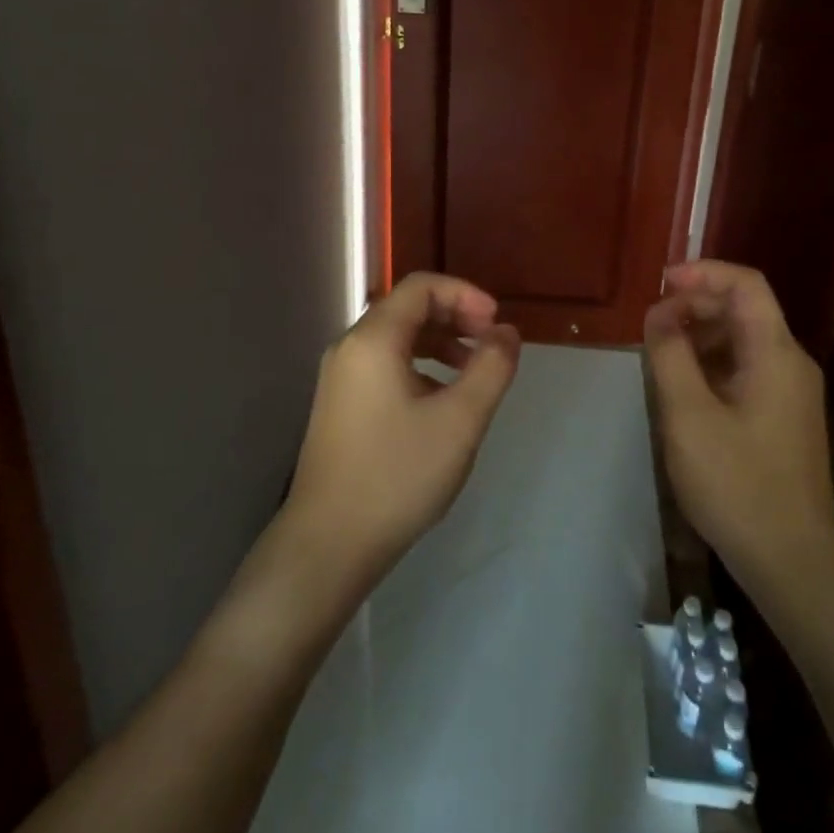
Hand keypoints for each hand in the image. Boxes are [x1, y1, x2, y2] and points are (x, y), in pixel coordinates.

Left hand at [285, 272, 519, 587]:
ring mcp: (340, 377)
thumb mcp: (459, 421)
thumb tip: (506, 332)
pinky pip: (384, 364)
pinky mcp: (340, 404)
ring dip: (439, 341)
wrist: (327, 546)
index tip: (496, 324)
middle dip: (455, 316)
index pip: (422, 286)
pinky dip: (419, 364)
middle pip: (407, 307)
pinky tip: (441, 400)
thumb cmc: (397, 476)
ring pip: (396, 337)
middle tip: (490, 345)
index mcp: (374, 339)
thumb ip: (490, 368)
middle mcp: (350, 347)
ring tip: (473, 371)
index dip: (465, 294)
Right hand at [646, 260, 833, 602]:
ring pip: (742, 341)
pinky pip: (745, 369)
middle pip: (744, 309)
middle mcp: (791, 363)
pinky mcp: (783, 417)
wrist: (793, 563)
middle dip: (696, 305)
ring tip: (660, 355)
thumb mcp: (688, 415)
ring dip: (700, 336)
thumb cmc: (738, 484)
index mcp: (776, 353)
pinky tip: (683, 388)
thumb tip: (659, 314)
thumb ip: (670, 355)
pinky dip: (711, 364)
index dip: (703, 273)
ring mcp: (790, 392)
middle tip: (652, 325)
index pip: (746, 284)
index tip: (661, 283)